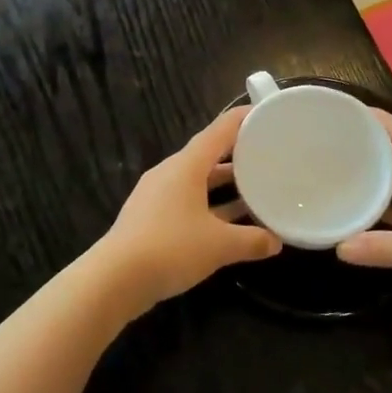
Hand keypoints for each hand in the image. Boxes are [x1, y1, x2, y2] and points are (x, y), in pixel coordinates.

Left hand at [94, 107, 280, 315]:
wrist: (115, 279)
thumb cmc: (171, 249)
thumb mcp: (220, 245)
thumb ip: (251, 240)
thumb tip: (276, 241)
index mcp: (186, 166)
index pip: (219, 131)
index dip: (242, 120)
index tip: (265, 113)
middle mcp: (169, 173)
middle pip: (207, 155)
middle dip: (236, 154)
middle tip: (266, 154)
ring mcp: (156, 196)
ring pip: (197, 181)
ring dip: (223, 184)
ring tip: (254, 188)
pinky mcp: (149, 218)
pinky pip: (186, 201)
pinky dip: (209, 205)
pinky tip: (227, 222)